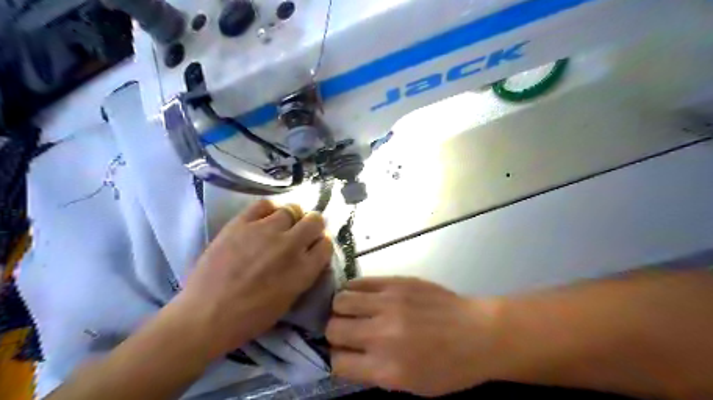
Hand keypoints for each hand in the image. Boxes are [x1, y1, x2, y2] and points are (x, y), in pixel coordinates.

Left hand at [178, 200, 334, 359]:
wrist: (205, 315)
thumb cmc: (250, 317)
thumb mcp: (289, 300)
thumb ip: (304, 274)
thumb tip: (309, 256)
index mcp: (304, 270)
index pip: (326, 243)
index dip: (322, 243)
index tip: (314, 245)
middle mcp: (290, 246)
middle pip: (315, 220)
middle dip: (313, 225)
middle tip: (302, 231)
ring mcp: (265, 231)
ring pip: (292, 209)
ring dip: (292, 216)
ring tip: (282, 224)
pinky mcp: (242, 223)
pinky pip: (265, 204)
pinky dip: (270, 208)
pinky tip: (266, 217)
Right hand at [325, 278, 496, 396]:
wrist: (478, 332)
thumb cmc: (450, 367)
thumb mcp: (412, 386)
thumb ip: (375, 373)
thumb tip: (347, 356)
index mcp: (386, 369)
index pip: (338, 362)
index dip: (337, 358)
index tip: (344, 354)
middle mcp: (381, 334)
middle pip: (334, 328)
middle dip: (335, 333)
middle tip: (347, 331)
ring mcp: (388, 303)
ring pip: (341, 300)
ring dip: (341, 308)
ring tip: (352, 310)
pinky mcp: (396, 282)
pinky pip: (360, 282)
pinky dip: (354, 290)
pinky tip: (361, 295)